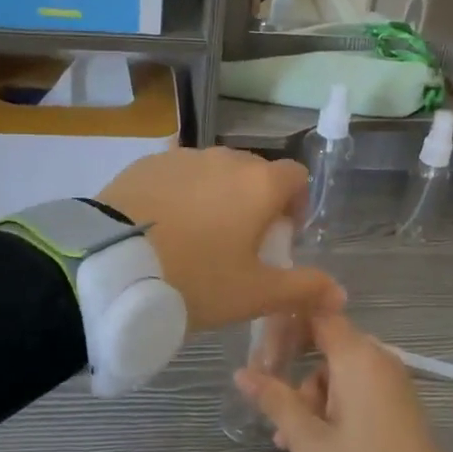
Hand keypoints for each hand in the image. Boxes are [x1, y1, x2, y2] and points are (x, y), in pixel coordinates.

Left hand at [98, 147, 343, 333]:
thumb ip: (302, 289)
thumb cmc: (196, 280)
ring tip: (196, 235)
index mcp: (259, 184)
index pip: (296, 177)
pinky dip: (180, 192)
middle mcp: (225, 159)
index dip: (295, 205)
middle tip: (237, 243)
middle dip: (255, 201)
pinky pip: (177, 173)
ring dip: (217, 195)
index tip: (279, 237)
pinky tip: (163, 225)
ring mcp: (183, 157)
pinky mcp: (146, 163)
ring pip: (214, 172)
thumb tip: (341, 294)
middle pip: (254, 172)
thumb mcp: (253, 294)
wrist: (112, 267)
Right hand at [235, 313, 449, 451]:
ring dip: (312, 396)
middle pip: (327, 345)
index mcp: (358, 358)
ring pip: (340, 372)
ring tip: (290, 439)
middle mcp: (379, 360)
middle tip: (271, 405)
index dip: (287, 325)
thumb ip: (276, 401)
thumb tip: (242, 373)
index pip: (318, 314)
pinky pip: (359, 389)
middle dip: (295, 371)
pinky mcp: (399, 404)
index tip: (261, 351)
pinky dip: (335, 404)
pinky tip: (316, 440)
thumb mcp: (308, 442)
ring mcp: (393, 382)